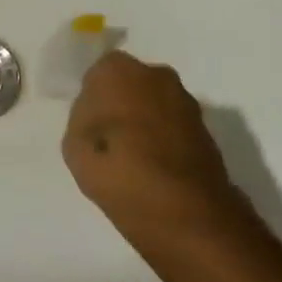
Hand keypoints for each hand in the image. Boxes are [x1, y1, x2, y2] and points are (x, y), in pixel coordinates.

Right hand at [62, 51, 243, 245]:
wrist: (184, 211)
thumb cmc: (117, 170)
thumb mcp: (74, 146)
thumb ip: (84, 119)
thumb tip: (99, 115)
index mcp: (118, 71)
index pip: (98, 74)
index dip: (92, 98)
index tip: (89, 124)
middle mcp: (156, 75)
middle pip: (131, 84)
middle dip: (122, 102)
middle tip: (109, 137)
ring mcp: (186, 102)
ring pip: (155, 104)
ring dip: (146, 121)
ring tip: (133, 157)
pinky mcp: (207, 130)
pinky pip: (173, 126)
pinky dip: (165, 140)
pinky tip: (155, 167)